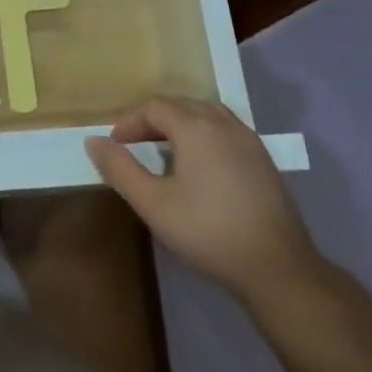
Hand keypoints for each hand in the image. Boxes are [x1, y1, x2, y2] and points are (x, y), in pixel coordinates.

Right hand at [86, 96, 329, 322]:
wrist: (277, 267)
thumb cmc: (208, 232)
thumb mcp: (153, 204)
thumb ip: (120, 169)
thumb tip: (93, 141)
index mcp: (196, 127)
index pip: (155, 106)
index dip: (129, 121)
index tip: (114, 145)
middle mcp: (224, 123)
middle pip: (181, 104)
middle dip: (152, 119)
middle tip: (133, 145)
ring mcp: (248, 139)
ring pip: (206, 114)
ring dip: (179, 124)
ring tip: (163, 151)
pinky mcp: (263, 159)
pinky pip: (225, 130)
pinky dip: (203, 134)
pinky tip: (198, 166)